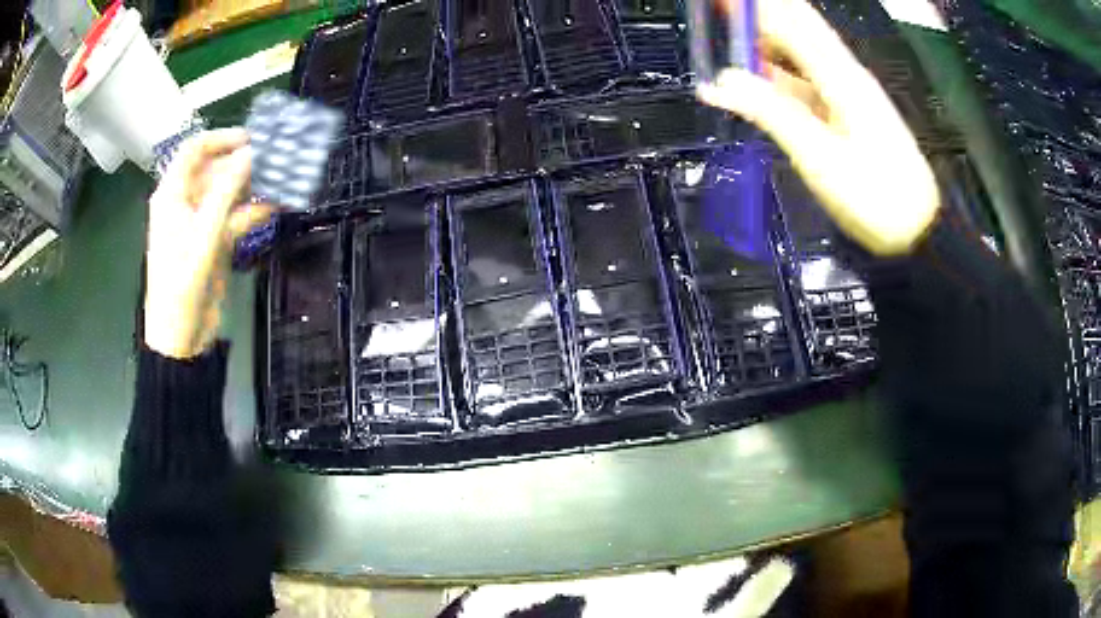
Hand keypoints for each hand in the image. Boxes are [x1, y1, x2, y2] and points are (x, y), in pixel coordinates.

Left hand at [144, 129, 272, 358]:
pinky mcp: (214, 241)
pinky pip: (236, 217)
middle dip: (244, 162)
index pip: (194, 150)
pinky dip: (254, 211)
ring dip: (253, 186)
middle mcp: (186, 202)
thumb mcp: (204, 235)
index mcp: (172, 195)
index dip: (221, 139)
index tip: (251, 139)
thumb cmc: (182, 283)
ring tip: (283, 178)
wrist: (181, 336)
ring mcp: (201, 222)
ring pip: (229, 193)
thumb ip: (227, 191)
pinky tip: (276, 206)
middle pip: (216, 169)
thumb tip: (251, 153)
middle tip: (276, 158)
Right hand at [697, 0, 940, 255]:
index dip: (754, 6)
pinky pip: (807, 79)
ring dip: (766, 39)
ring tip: (729, 36)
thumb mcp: (820, 157)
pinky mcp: (848, 112)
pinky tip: (759, 75)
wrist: (918, 231)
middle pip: (799, 26)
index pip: (790, 21)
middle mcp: (844, 74)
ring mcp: (848, 93)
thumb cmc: (875, 197)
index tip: (720, 3)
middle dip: (760, 14)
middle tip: (720, 13)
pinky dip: (779, 71)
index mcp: (840, 76)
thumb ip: (772, 112)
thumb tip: (720, 80)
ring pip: (802, 51)